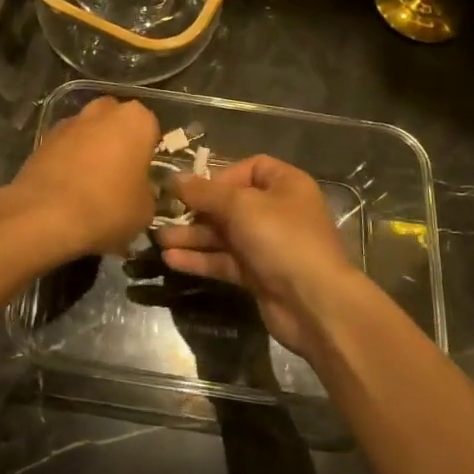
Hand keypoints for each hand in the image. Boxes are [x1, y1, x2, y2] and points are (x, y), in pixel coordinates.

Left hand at [0, 97, 159, 260]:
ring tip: (91, 184)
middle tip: (120, 175)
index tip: (144, 174)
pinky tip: (68, 187)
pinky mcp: (43, 138)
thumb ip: (147, 191)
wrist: (45, 215)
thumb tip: (140, 191)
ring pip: (89, 132)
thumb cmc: (107, 207)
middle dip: (118, 142)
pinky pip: (66, 146)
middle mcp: (102, 111)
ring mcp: (70, 122)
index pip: (150, 128)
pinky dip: (69, 159)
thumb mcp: (145, 210)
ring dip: (92, 149)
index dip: (148, 152)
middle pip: (116, 122)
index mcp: (135, 120)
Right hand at [153, 155, 359, 354]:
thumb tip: (172, 178)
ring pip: (223, 235)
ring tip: (158, 240)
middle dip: (196, 210)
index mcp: (285, 185)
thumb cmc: (282, 239)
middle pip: (230, 204)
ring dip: (192, 236)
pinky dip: (200, 259)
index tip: (196, 189)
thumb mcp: (240, 206)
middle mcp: (278, 212)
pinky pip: (224, 261)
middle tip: (164, 215)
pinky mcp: (258, 275)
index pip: (250, 169)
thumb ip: (204, 192)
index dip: (221, 176)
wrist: (315, 304)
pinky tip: (171, 260)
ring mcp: (268, 245)